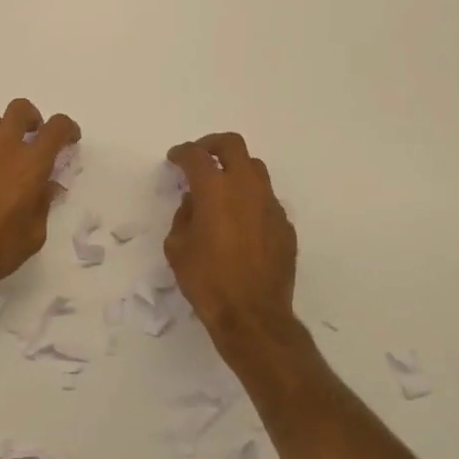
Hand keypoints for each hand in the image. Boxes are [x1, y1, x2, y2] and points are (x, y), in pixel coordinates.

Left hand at [0, 98, 81, 305]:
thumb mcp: (33, 234)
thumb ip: (42, 203)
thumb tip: (46, 185)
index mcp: (30, 164)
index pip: (56, 128)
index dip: (67, 129)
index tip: (69, 140)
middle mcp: (1, 148)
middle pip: (19, 110)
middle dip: (31, 119)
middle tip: (32, 138)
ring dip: (2, 134)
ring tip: (0, 158)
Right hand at [164, 132, 299, 344]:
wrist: (252, 314)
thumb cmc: (206, 280)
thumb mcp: (177, 247)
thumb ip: (184, 216)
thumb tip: (195, 203)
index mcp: (215, 190)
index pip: (196, 156)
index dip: (182, 153)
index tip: (174, 158)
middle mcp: (246, 188)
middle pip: (233, 145)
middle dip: (212, 145)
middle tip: (200, 157)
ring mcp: (271, 205)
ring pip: (255, 169)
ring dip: (235, 169)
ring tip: (222, 188)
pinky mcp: (285, 225)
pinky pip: (266, 200)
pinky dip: (250, 199)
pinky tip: (240, 222)